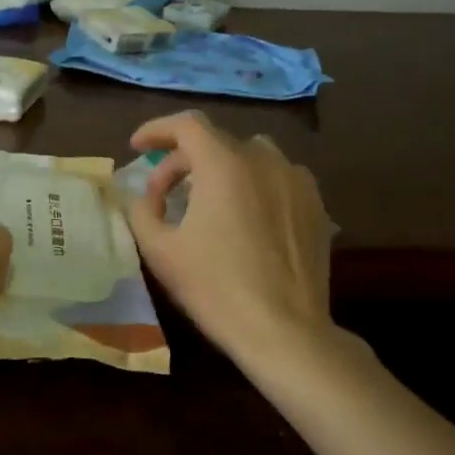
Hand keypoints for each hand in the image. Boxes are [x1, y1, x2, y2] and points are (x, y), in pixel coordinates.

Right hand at [124, 111, 333, 363]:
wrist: (284, 330)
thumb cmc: (215, 288)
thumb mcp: (160, 251)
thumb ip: (142, 212)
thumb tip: (144, 197)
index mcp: (224, 165)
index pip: (187, 125)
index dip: (157, 130)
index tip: (137, 147)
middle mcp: (265, 161)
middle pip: (216, 142)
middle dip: (182, 161)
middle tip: (162, 194)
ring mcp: (297, 181)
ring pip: (252, 157)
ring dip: (222, 170)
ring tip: (208, 203)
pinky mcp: (316, 206)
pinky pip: (278, 179)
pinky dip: (254, 186)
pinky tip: (246, 219)